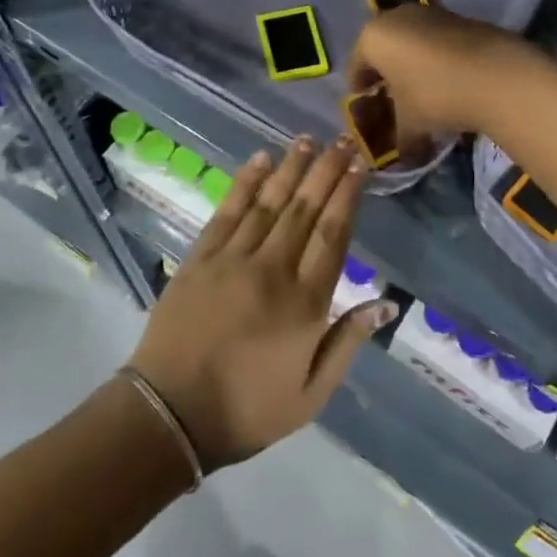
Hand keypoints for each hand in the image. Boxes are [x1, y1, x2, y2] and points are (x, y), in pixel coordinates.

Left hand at [126, 138, 394, 468]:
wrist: (170, 415)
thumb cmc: (247, 410)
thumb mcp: (312, 394)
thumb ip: (347, 342)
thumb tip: (386, 303)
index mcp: (304, 303)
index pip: (333, 235)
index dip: (348, 196)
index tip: (359, 166)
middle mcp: (272, 270)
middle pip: (305, 209)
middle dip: (326, 171)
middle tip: (341, 140)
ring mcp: (232, 260)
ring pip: (269, 202)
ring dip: (290, 168)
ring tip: (307, 141)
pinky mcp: (200, 258)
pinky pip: (227, 212)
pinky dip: (245, 183)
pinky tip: (259, 160)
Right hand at [349, 4, 536, 154]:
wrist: (497, 74)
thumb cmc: (436, 95)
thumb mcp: (411, 124)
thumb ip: (400, 140)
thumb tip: (403, 156)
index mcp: (373, 37)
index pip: (356, 67)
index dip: (360, 92)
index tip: (366, 110)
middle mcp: (396, 17)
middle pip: (383, 50)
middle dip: (386, 75)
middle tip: (392, 101)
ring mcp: (430, 13)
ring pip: (410, 42)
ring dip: (412, 65)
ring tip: (421, 93)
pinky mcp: (459, 17)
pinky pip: (435, 41)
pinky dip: (435, 58)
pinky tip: (447, 81)